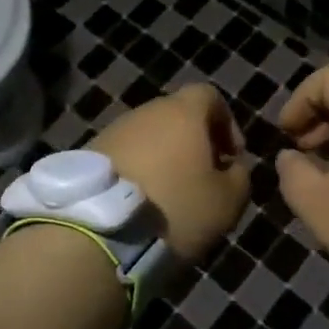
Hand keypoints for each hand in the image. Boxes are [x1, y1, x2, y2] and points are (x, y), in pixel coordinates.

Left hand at [91, 84, 249, 260]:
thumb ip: (239, 177)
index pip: (209, 96)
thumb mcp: (228, 202)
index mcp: (182, 113)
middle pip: (177, 116)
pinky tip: (140, 205)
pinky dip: (137, 173)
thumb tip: (232, 168)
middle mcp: (146, 112)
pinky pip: (124, 156)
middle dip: (194, 143)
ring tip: (170, 197)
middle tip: (202, 180)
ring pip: (148, 138)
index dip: (226, 123)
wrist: (97, 233)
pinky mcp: (88, 155)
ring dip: (163, 159)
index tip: (232, 157)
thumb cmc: (174, 209)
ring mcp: (113, 131)